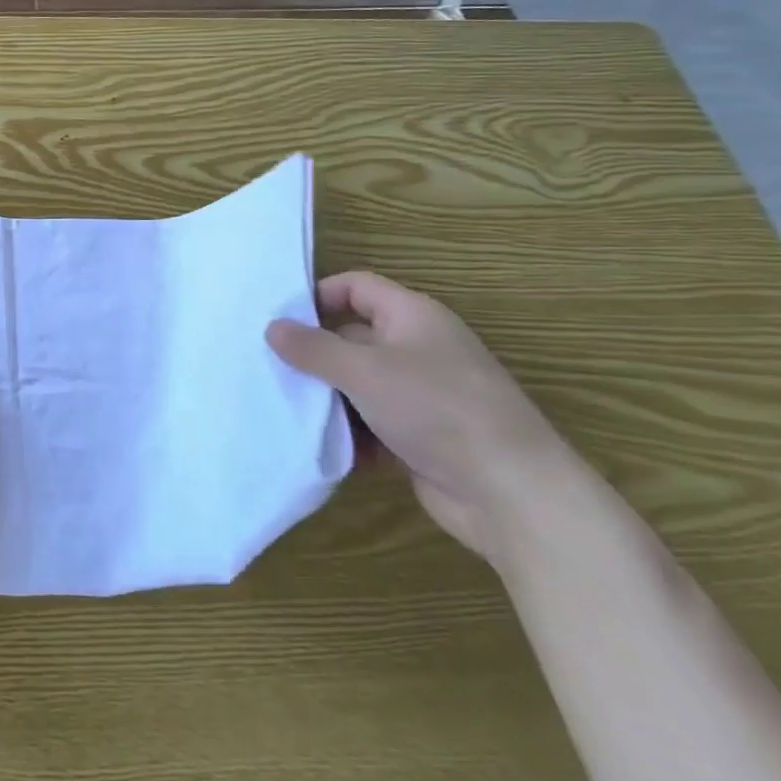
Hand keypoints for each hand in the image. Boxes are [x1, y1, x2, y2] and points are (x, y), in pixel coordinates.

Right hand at [267, 272, 572, 557]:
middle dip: (314, 354)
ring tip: (287, 408)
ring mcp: (422, 394)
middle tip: (270, 367)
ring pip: (359, 383)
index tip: (279, 320)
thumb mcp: (363, 371)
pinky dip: (350, 432)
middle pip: (352, 337)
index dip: (318, 296)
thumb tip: (272, 328)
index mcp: (413, 317)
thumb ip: (312, 348)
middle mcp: (418, 349)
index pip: (357, 287)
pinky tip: (323, 444)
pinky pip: (372, 422)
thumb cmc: (436, 410)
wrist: (511, 493)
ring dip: (328, 397)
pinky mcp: (421, 435)